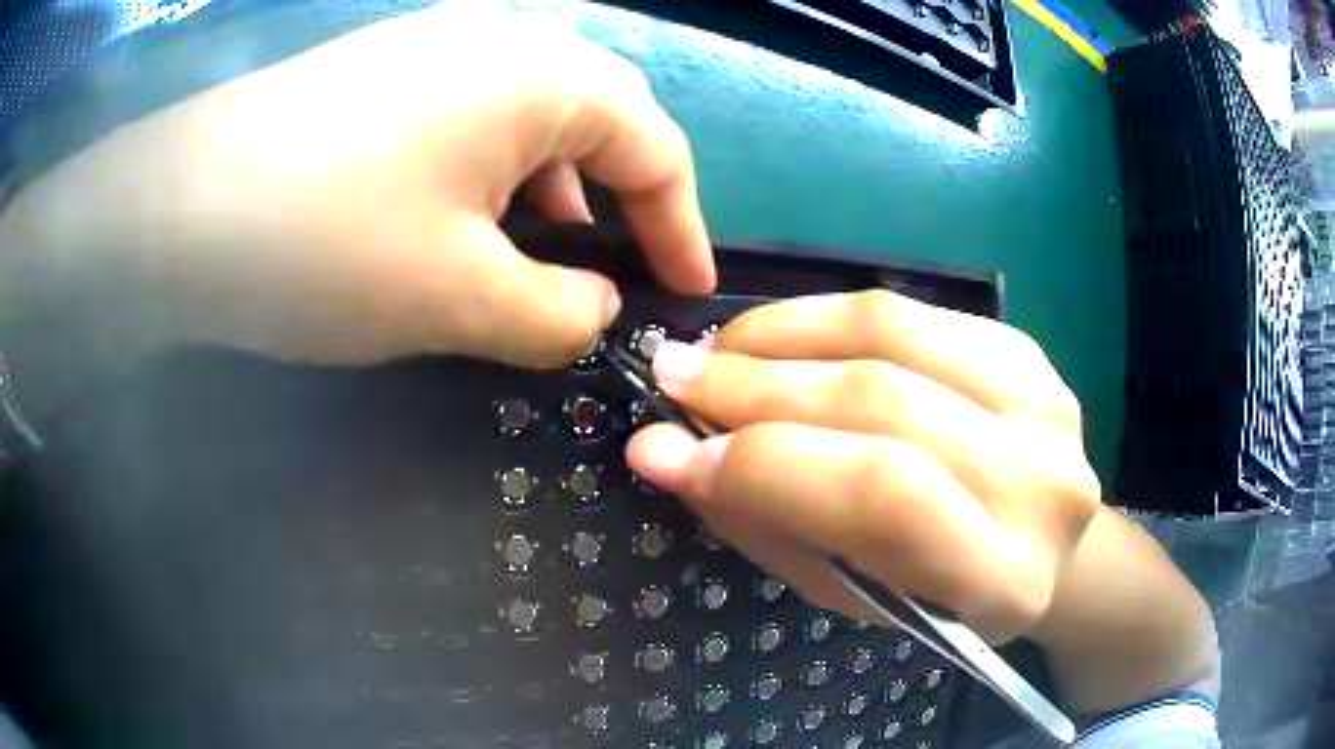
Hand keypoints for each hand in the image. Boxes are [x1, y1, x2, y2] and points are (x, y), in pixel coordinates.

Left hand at [4, 5, 712, 369]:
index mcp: (544, 75)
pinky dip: (489, 174)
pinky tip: (460, 221)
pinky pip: (471, 116)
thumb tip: (596, 312)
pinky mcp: (384, 71)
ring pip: (532, 117)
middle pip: (599, 119)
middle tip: (618, 267)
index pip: (656, 148)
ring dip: (551, 189)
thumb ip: (555, 316)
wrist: (173, 209)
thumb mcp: (457, 299)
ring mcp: (436, 46)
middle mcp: (502, 39)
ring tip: (538, 257)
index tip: (688, 291)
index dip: (682, 226)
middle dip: (620, 198)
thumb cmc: (322, 243)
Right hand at [626, 291, 1101, 642]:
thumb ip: (766, 520)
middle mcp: (1041, 483)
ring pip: (895, 335)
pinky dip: (830, 317)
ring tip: (720, 347)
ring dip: (787, 335)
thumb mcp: (850, 588)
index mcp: (1005, 578)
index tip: (667, 447)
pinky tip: (782, 335)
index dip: (767, 464)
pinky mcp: (1029, 351)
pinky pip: (912, 313)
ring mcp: (1047, 403)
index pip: (885, 497)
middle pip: (886, 403)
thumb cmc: (936, 593)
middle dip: (759, 386)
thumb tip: (663, 450)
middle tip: (674, 373)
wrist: (1033, 543)